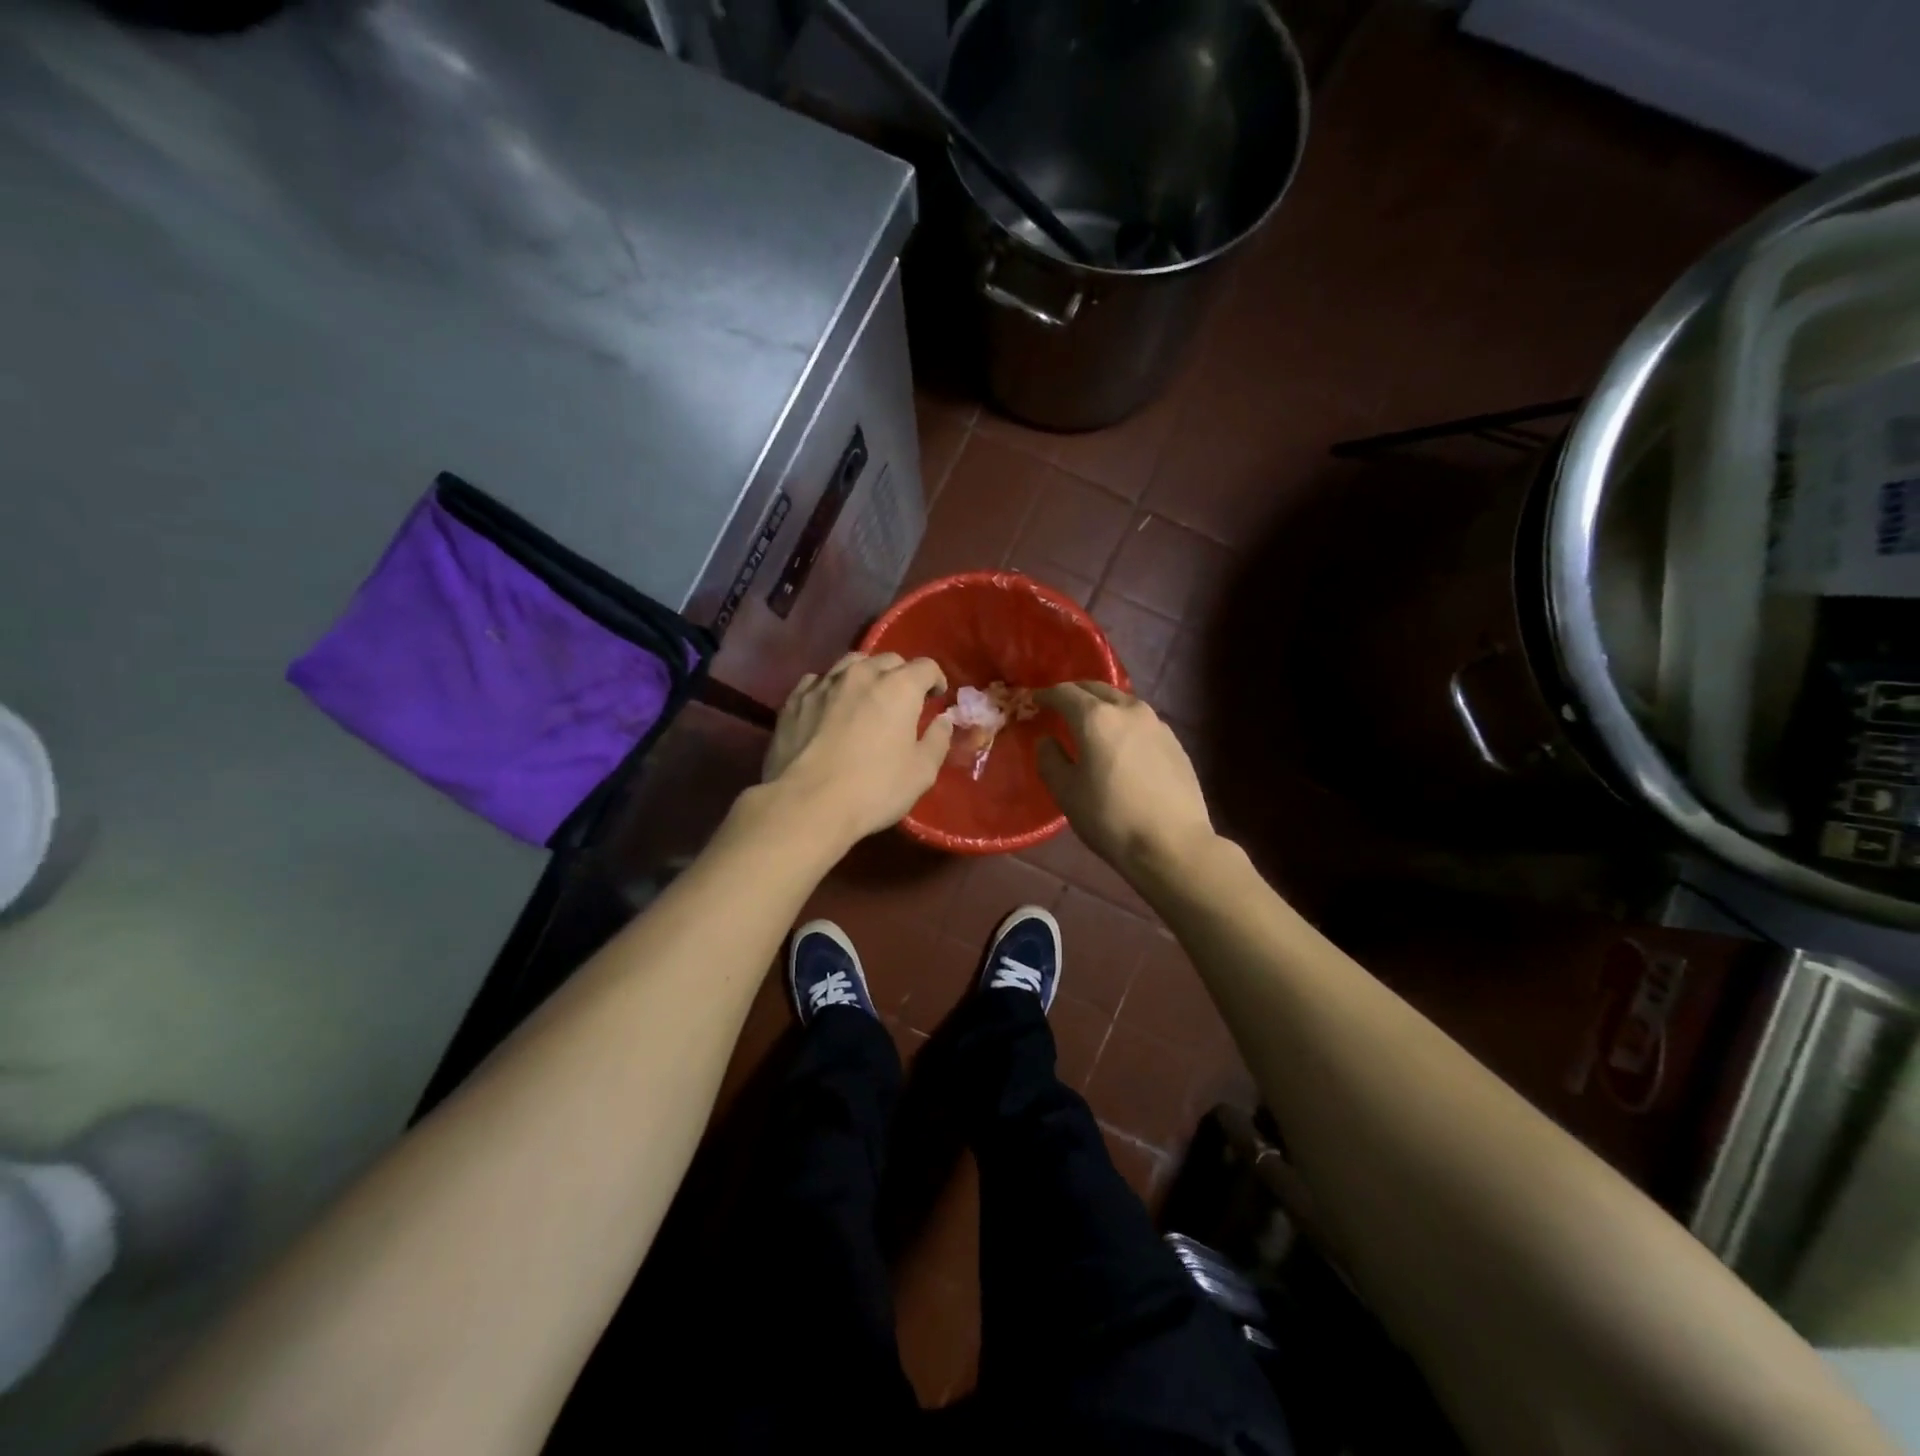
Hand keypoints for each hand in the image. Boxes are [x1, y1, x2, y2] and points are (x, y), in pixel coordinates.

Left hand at [762, 652, 953, 845]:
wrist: (806, 804)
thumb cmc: (873, 790)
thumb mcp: (921, 772)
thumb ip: (937, 740)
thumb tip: (943, 720)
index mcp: (899, 687)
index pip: (926, 667)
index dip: (936, 680)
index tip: (936, 699)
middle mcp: (862, 674)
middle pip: (888, 659)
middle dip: (901, 675)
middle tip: (903, 701)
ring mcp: (824, 683)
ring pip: (851, 663)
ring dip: (866, 675)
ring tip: (866, 697)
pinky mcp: (795, 699)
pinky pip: (819, 680)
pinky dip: (832, 688)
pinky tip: (830, 707)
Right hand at [1035, 682, 1214, 880]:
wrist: (1172, 844)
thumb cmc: (1110, 818)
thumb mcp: (1067, 793)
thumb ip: (1050, 760)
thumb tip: (1047, 740)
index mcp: (1096, 718)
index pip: (1065, 693)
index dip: (1046, 695)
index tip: (1035, 701)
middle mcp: (1128, 710)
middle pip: (1097, 689)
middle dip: (1076, 693)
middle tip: (1061, 706)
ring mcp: (1157, 724)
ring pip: (1123, 702)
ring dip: (1103, 706)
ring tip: (1091, 723)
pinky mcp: (1175, 742)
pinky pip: (1142, 721)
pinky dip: (1124, 723)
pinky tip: (1121, 744)